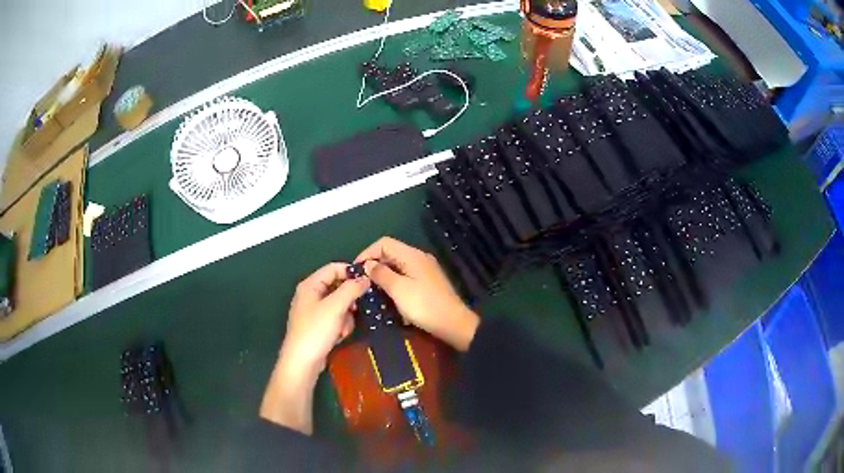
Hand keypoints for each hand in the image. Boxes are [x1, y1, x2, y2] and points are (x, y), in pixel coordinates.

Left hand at [261, 262, 369, 433]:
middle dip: (349, 300)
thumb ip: (351, 289)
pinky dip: (341, 325)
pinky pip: (336, 318)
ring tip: (343, 329)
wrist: (302, 362)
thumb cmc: (316, 331)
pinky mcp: (318, 326)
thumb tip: (366, 278)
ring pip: (340, 304)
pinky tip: (339, 336)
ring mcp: (314, 311)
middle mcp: (311, 295)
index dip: (351, 273)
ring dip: (346, 316)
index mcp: (310, 285)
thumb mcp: (335, 307)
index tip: (369, 282)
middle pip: (338, 287)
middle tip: (355, 310)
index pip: (334, 268)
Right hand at [356, 237, 479, 350]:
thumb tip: (368, 264)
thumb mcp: (398, 289)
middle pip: (391, 253)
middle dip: (375, 265)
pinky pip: (406, 276)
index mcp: (412, 255)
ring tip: (372, 290)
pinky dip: (394, 283)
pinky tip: (389, 297)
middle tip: (362, 282)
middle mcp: (419, 258)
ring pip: (398, 266)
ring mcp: (425, 270)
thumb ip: (381, 274)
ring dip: (384, 275)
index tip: (356, 270)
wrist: (453, 323)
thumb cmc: (424, 305)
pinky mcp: (428, 282)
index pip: (384, 243)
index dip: (367, 253)